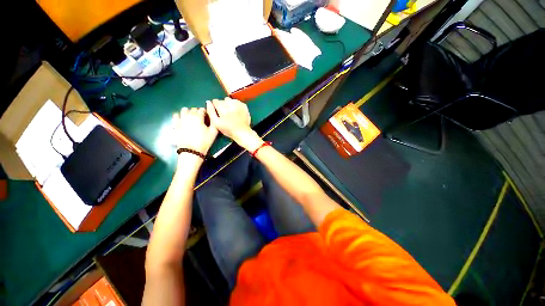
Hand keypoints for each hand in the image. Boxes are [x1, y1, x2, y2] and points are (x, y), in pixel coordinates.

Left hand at [172, 107, 217, 155]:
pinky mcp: (175, 125)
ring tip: (191, 118)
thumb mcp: (214, 132)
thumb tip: (213, 115)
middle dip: (197, 112)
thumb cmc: (204, 142)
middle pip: (193, 109)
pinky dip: (179, 116)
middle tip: (201, 118)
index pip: (202, 110)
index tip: (207, 116)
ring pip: (184, 110)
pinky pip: (175, 116)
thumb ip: (214, 122)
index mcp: (198, 117)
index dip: (205, 112)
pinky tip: (183, 120)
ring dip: (188, 112)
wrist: (191, 151)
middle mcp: (188, 116)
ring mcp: (180, 120)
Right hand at [206, 98, 262, 150]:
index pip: (216, 101)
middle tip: (225, 113)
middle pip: (223, 100)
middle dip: (223, 105)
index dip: (215, 106)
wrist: (243, 132)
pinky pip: (237, 101)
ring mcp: (239, 105)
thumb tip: (208, 102)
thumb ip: (211, 112)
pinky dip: (236, 104)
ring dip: (229, 104)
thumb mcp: (217, 123)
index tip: (218, 111)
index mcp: (223, 109)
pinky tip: (236, 111)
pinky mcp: (244, 106)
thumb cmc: (229, 130)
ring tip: (231, 112)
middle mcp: (231, 105)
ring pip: (231, 100)